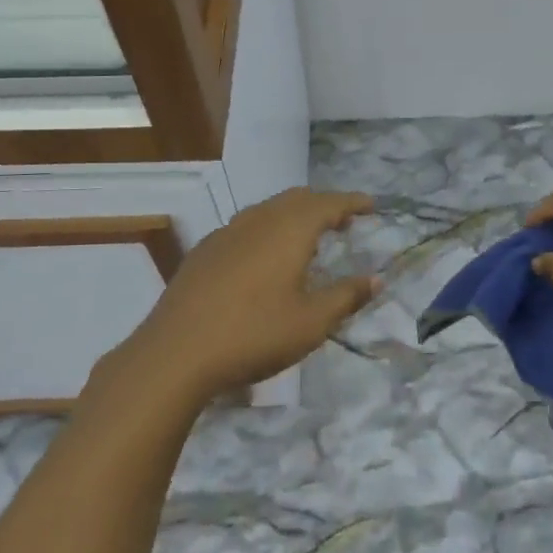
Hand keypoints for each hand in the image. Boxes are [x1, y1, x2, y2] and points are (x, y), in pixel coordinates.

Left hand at [132, 187, 378, 402]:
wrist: (176, 353)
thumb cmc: (254, 334)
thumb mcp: (311, 322)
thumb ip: (346, 296)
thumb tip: (376, 279)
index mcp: (289, 229)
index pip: (329, 203)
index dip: (352, 202)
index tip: (371, 205)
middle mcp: (259, 220)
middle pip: (297, 199)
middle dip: (324, 205)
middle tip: (344, 221)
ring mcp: (227, 232)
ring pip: (268, 210)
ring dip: (294, 215)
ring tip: (308, 237)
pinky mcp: (205, 251)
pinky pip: (246, 226)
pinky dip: (268, 229)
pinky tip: (265, 257)